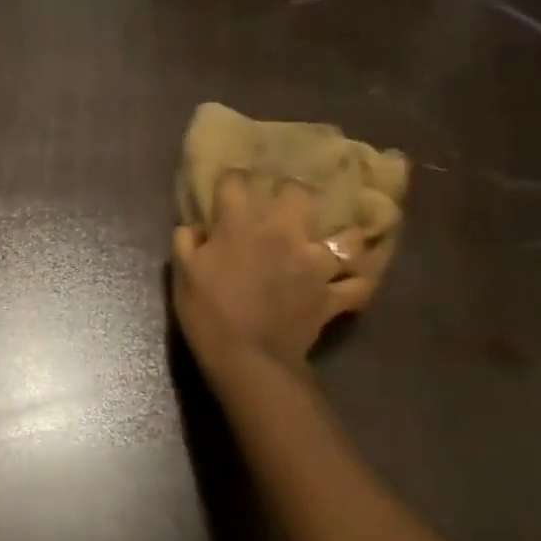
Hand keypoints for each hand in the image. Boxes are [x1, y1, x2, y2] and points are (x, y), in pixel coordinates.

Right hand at [172, 172, 391, 375]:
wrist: (246, 358)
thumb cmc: (207, 314)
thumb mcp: (182, 274)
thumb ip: (186, 242)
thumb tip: (195, 226)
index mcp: (242, 225)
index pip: (236, 182)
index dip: (231, 181)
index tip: (227, 189)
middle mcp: (284, 233)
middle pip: (298, 193)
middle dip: (289, 193)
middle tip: (281, 207)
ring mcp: (315, 263)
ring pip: (345, 236)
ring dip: (339, 236)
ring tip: (332, 238)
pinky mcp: (332, 294)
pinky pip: (358, 284)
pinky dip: (358, 281)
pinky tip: (353, 277)